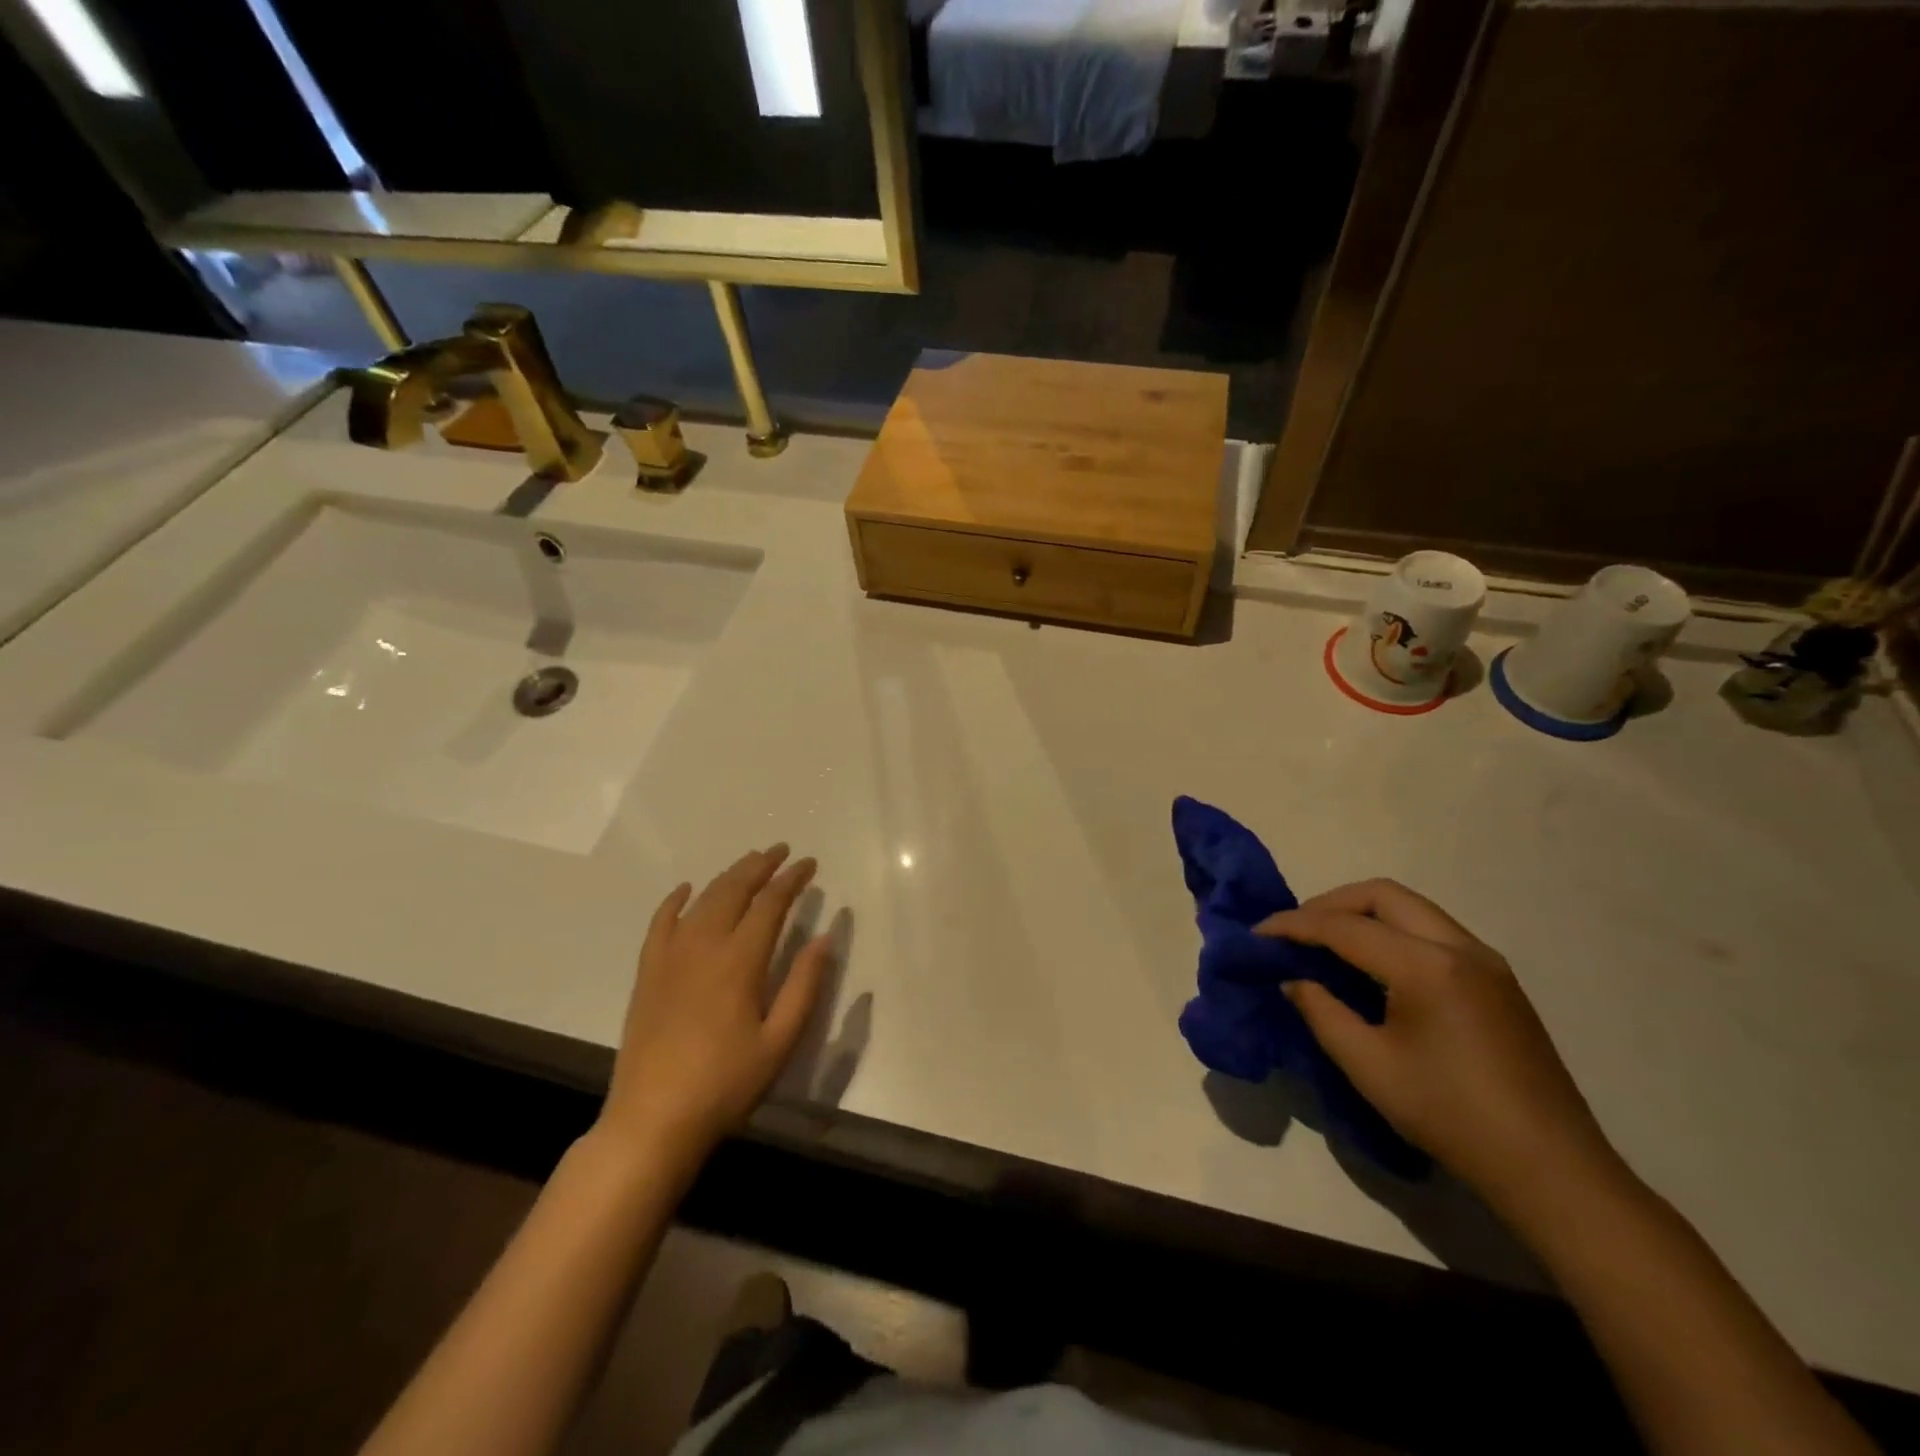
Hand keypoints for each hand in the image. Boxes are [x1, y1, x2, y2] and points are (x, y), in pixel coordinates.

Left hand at [598, 845, 833, 1161]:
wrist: (653, 1119)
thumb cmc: (726, 1083)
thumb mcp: (780, 1041)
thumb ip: (804, 985)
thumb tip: (825, 937)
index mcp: (740, 961)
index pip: (770, 904)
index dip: (792, 880)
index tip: (809, 864)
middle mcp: (704, 946)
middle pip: (734, 890)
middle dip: (760, 865)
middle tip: (781, 851)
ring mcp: (670, 957)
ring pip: (702, 900)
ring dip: (728, 876)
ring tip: (749, 863)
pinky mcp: (648, 972)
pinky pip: (660, 923)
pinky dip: (675, 900)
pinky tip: (686, 889)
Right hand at [1258, 880, 1623, 1215]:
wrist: (1551, 1170)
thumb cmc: (1451, 1116)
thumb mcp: (1368, 1065)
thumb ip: (1322, 1011)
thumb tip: (1294, 979)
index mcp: (1427, 966)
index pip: (1345, 927)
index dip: (1294, 925)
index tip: (1257, 934)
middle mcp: (1461, 947)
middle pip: (1383, 895)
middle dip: (1330, 904)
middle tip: (1295, 932)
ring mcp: (1486, 961)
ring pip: (1412, 908)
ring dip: (1363, 914)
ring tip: (1327, 944)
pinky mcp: (1498, 980)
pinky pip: (1433, 931)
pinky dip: (1392, 931)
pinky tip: (1373, 965)